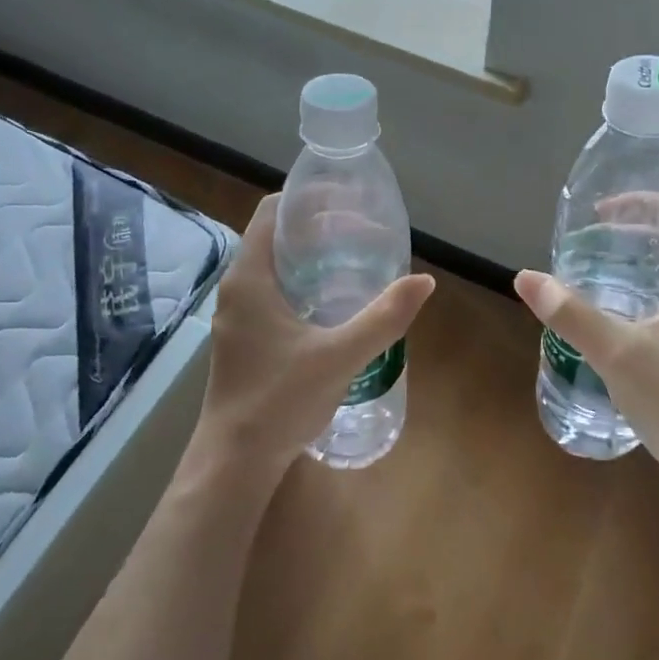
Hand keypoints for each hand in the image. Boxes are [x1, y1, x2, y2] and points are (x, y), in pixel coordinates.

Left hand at [191, 195, 434, 480]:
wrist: (235, 460)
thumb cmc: (280, 399)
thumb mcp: (340, 355)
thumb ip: (383, 318)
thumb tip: (423, 282)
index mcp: (250, 277)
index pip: (272, 212)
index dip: (308, 199)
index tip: (348, 201)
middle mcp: (237, 288)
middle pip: (276, 237)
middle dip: (318, 228)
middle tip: (364, 231)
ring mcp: (237, 315)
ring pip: (273, 267)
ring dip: (311, 257)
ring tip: (355, 261)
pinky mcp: (243, 338)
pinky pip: (272, 293)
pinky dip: (302, 284)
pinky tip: (333, 304)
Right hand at [513, 197, 658, 495]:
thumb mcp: (617, 353)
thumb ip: (570, 313)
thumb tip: (525, 277)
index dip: (645, 202)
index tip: (603, 210)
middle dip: (636, 229)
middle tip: (591, 234)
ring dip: (641, 259)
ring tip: (596, 261)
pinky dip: (647, 287)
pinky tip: (615, 304)